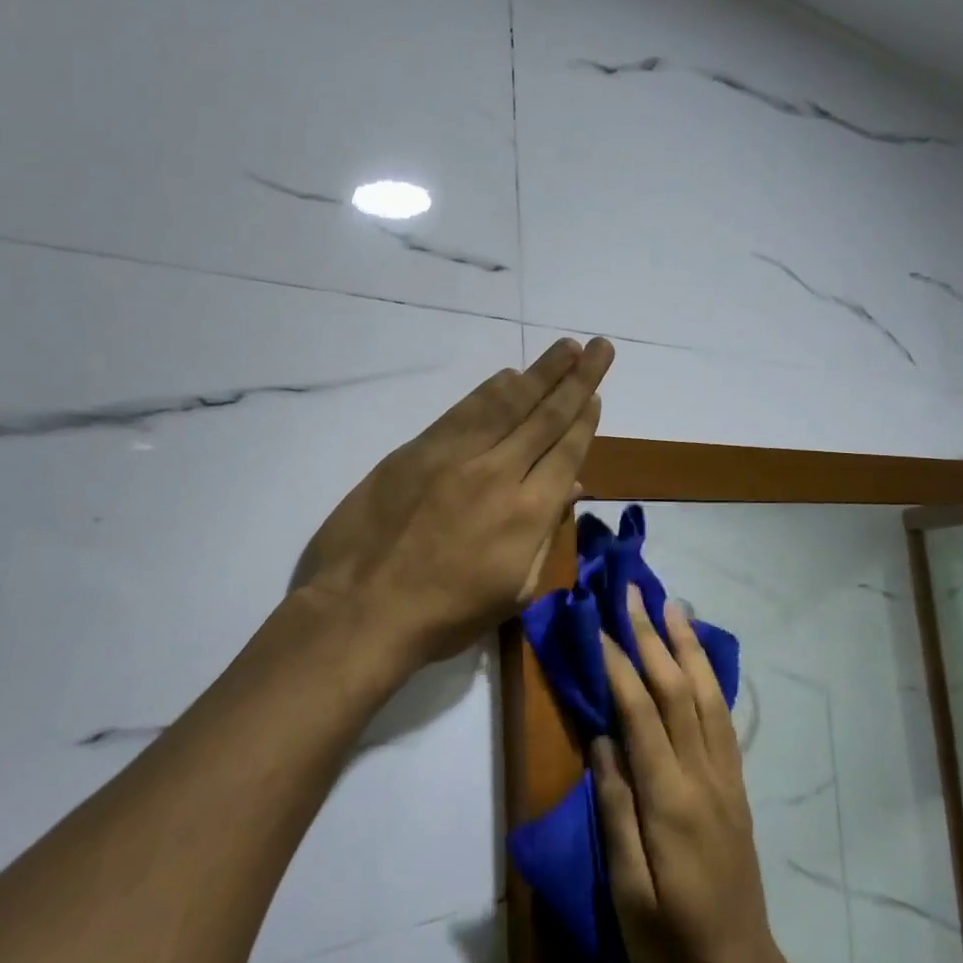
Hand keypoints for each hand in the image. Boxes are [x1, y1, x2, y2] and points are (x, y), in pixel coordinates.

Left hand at [295, 337, 614, 665]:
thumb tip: (569, 487)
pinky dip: (491, 390)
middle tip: (600, 347)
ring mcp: (456, 456)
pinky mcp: (418, 449)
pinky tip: (509, 375)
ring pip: (508, 404)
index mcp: (528, 513)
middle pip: (546, 417)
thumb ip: (544, 535)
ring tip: (566, 348)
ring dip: (541, 372)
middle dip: (578, 379)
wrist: (362, 609)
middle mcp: (499, 473)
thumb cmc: (444, 616)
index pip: (566, 452)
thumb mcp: (512, 591)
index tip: (597, 394)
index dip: (585, 419)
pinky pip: (465, 410)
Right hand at [592, 586, 822, 962]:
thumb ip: (615, 811)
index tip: (598, 624)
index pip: (641, 714)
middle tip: (633, 592)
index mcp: (670, 800)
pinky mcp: (735, 785)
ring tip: (672, 605)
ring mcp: (725, 777)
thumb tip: (601, 740)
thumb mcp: (628, 891)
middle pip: (677, 691)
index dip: (619, 665)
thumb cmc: (670, 940)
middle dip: (652, 637)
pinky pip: (724, 717)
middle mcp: (703, 776)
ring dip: (687, 646)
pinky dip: (710, 676)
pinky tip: (700, 657)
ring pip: (707, 695)